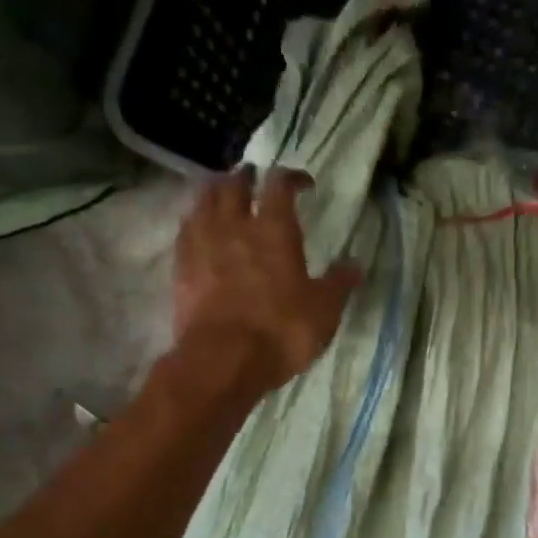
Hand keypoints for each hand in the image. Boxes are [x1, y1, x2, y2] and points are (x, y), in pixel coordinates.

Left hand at [171, 165, 361, 396]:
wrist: (223, 359)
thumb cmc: (281, 332)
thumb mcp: (323, 311)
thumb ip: (338, 284)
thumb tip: (355, 265)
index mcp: (275, 229)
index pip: (280, 185)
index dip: (291, 177)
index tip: (302, 184)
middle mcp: (235, 225)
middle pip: (234, 185)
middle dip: (245, 178)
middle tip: (253, 179)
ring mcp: (203, 243)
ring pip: (204, 200)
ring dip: (215, 192)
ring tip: (222, 195)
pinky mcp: (181, 266)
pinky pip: (185, 229)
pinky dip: (194, 221)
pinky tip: (198, 227)